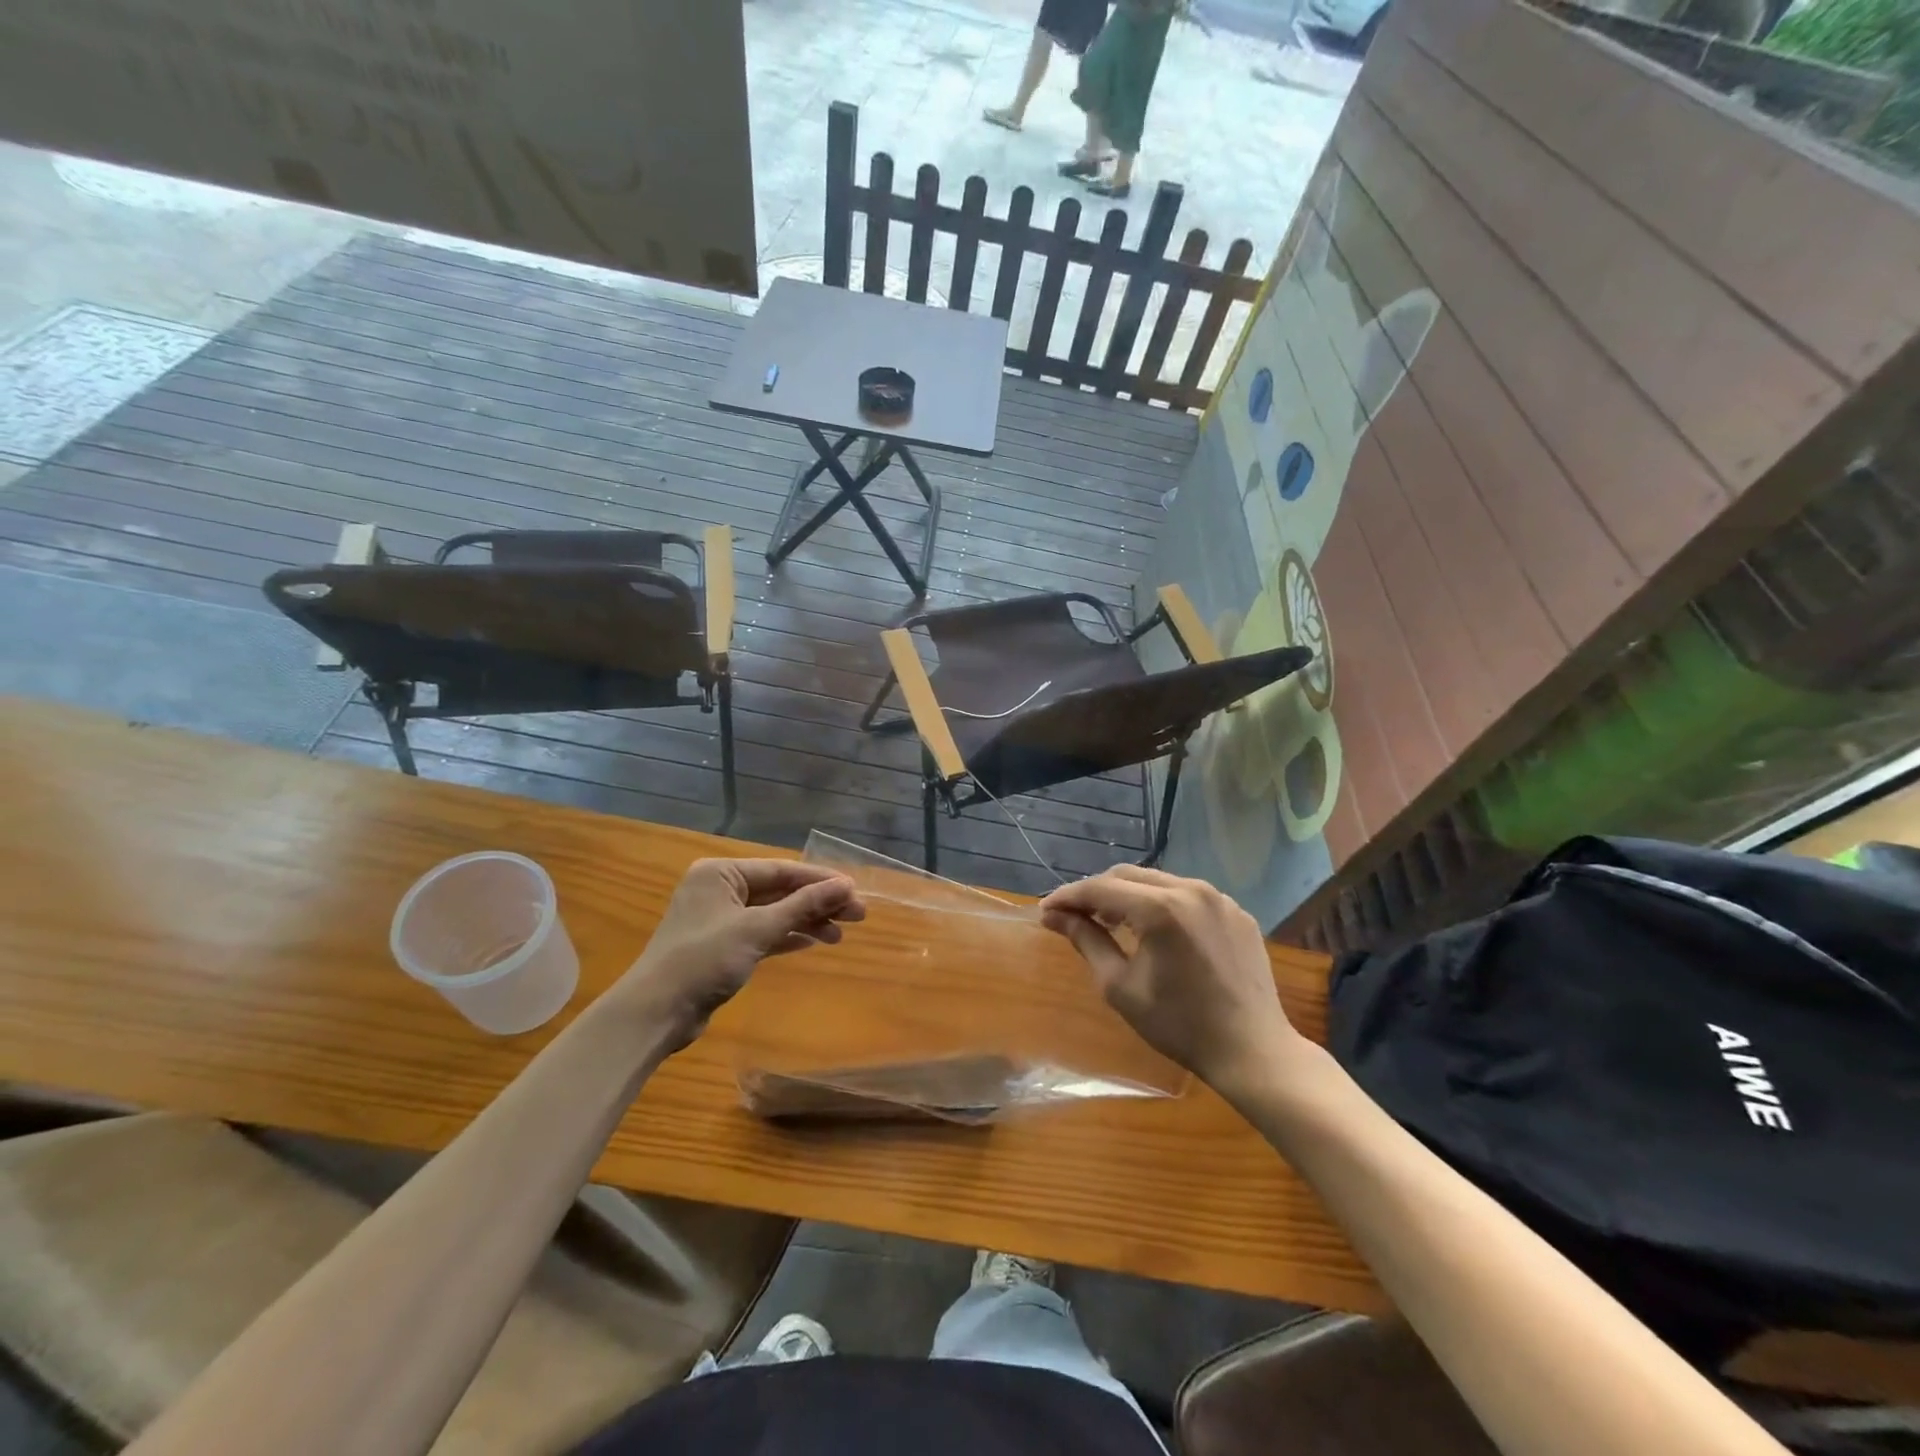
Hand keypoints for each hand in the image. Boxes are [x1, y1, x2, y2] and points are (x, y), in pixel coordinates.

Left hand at [615, 859, 864, 1049]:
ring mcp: (719, 919)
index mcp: (720, 873)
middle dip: (817, 903)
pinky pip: (762, 933)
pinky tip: (813, 942)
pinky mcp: (721, 947)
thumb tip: (845, 885)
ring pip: (773, 914)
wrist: (656, 1012)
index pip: (781, 870)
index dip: (820, 880)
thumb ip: (803, 905)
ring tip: (840, 935)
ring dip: (806, 922)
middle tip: (858, 915)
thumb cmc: (705, 959)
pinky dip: (787, 937)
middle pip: (779, 891)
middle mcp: (719, 889)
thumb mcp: (758, 928)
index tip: (854, 890)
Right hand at [1040, 865, 1304, 1091]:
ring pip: (1158, 880)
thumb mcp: (1121, 986)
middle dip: (1095, 892)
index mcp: (1160, 908)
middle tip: (1073, 916)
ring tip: (1109, 920)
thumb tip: (1054, 916)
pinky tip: (1154, 930)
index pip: (1100, 888)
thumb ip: (1086, 941)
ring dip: (1128, 895)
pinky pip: (1188, 895)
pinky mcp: (1236, 911)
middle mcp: (1190, 889)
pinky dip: (1161, 903)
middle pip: (1127, 875)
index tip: (1045, 911)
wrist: (1253, 1051)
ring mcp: (1219, 897)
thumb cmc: (1180, 1025)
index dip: (1068, 897)